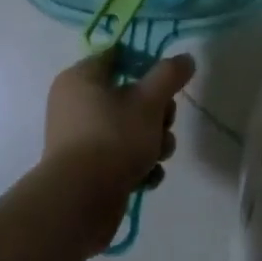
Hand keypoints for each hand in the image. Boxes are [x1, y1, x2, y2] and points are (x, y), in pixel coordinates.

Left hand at [44, 50, 193, 247]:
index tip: (168, 81)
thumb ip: (170, 74)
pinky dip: (137, 164)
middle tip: (165, 123)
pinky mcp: (86, 170)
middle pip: (130, 94)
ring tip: (160, 155)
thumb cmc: (113, 137)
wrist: (80, 204)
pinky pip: (119, 155)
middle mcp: (75, 104)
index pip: (119, 56)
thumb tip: (186, 58)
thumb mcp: (150, 100)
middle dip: (158, 112)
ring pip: (129, 128)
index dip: (148, 64)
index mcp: (81, 78)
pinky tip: (148, 177)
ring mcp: (79, 139)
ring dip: (153, 141)